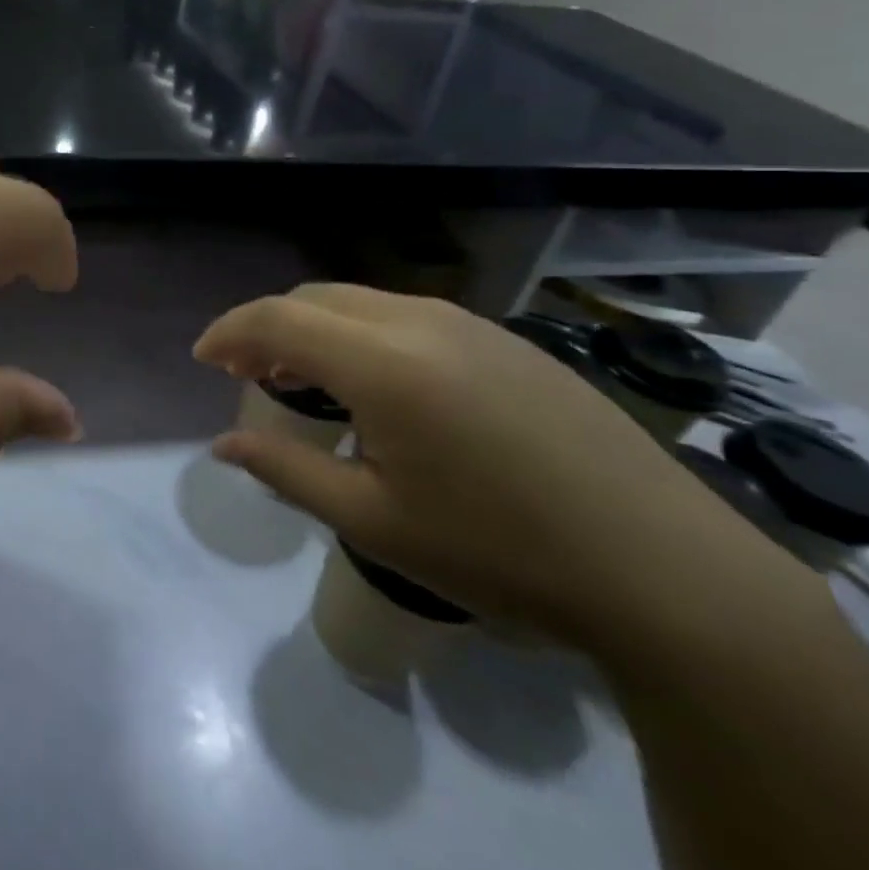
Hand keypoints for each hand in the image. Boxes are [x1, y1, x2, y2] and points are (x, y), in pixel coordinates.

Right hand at [195, 286, 805, 649]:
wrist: (666, 572)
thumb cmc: (501, 553)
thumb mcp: (375, 521)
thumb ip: (286, 471)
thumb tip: (223, 446)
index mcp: (383, 362)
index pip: (277, 319)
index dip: (229, 333)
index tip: (202, 360)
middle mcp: (421, 321)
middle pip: (315, 298)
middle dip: (266, 327)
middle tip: (244, 375)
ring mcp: (472, 324)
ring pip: (361, 301)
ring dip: (315, 328)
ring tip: (300, 377)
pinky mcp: (507, 341)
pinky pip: (407, 316)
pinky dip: (362, 334)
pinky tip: (376, 384)